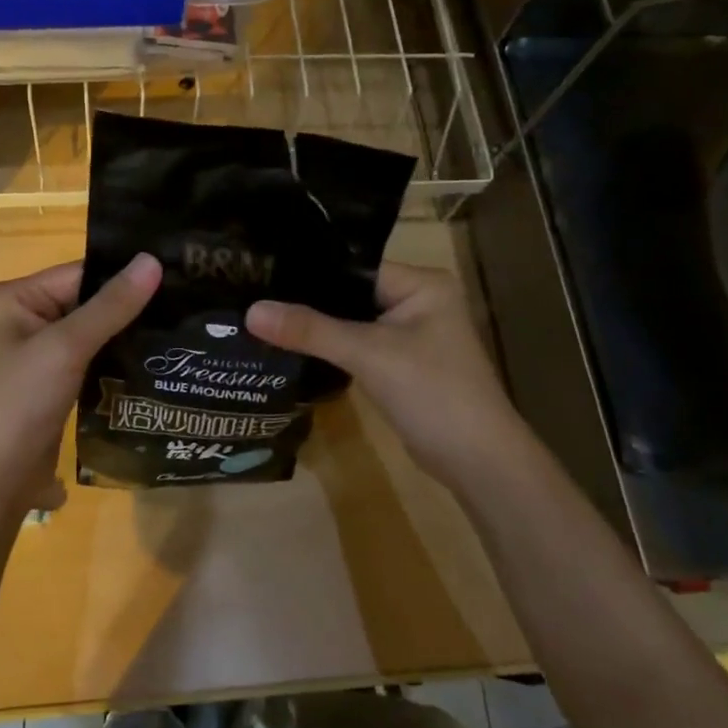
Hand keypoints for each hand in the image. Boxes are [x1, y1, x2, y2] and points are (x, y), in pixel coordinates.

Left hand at [0, 254, 161, 514]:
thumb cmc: (17, 404)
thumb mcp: (65, 348)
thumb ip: (111, 306)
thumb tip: (152, 260)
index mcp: (12, 298)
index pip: (79, 274)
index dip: (125, 277)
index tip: (177, 278)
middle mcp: (20, 319)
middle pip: (86, 302)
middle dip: (130, 308)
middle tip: (187, 307)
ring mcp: (34, 355)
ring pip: (91, 334)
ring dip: (126, 337)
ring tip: (180, 333)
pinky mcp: (49, 385)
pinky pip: (88, 361)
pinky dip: (115, 362)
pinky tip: (153, 362)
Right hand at [246, 262, 526, 493]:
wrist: (477, 461)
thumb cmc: (432, 393)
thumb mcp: (369, 354)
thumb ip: (311, 330)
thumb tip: (250, 311)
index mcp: (422, 283)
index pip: (354, 266)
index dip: (310, 272)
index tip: (261, 274)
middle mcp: (419, 300)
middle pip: (351, 293)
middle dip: (309, 301)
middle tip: (254, 297)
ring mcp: (412, 334)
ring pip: (353, 322)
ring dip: (318, 327)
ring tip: (264, 319)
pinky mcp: (402, 364)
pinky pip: (359, 346)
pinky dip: (332, 348)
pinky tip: (293, 347)